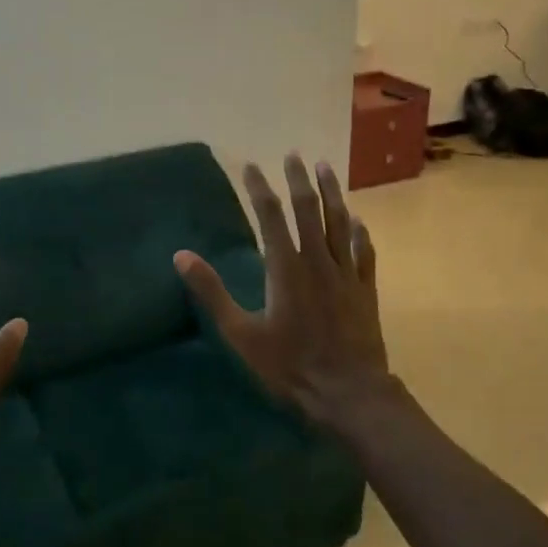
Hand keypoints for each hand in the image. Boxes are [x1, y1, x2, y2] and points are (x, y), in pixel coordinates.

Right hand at [174, 154, 394, 431]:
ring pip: (340, 222)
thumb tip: (181, 255)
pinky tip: (357, 219)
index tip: (251, 165)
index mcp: (285, 268)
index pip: (270, 216)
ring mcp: (346, 273)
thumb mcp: (241, 334)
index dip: (259, 188)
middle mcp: (318, 260)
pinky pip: (364, 251)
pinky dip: (359, 231)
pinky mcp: (365, 289)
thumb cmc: (290, 366)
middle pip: (309, 209)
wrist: (348, 392)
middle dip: (299, 179)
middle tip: (293, 154)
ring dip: (332, 192)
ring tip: (325, 167)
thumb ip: (212, 292)